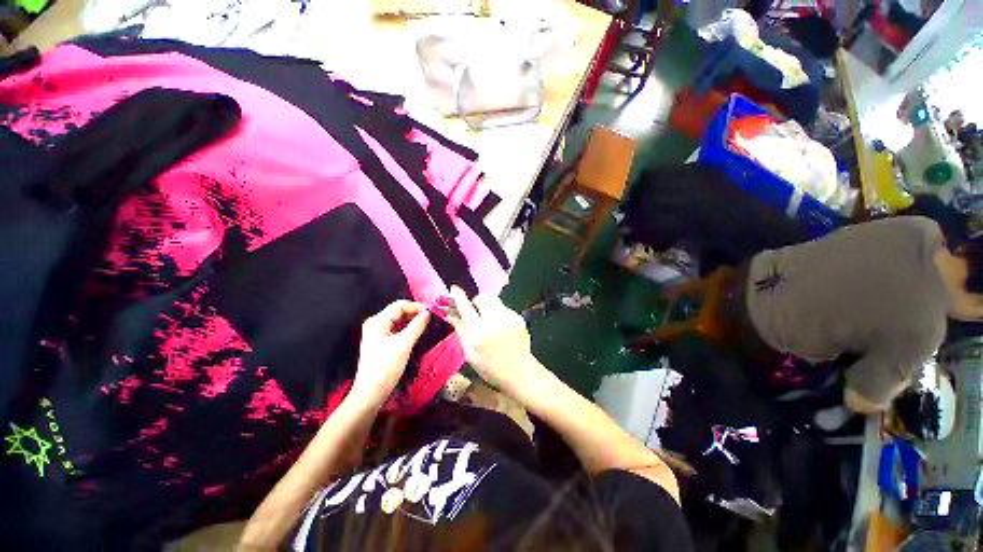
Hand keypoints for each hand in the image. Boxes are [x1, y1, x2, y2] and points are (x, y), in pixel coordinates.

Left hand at [351, 300, 429, 406]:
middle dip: (415, 314)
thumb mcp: (404, 344)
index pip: (399, 305)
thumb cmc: (386, 367)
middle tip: (432, 319)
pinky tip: (419, 334)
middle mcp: (376, 324)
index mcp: (377, 321)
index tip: (431, 312)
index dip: (416, 306)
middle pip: (399, 312)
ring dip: (413, 322)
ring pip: (399, 322)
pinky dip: (409, 330)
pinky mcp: (382, 343)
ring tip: (428, 325)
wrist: (371, 393)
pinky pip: (398, 331)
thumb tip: (428, 313)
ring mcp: (379, 334)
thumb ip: (417, 326)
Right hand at [447, 286, 540, 393]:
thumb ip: (460, 330)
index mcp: (480, 332)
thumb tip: (449, 314)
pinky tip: (498, 326)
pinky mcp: (518, 317)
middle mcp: (495, 320)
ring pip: (494, 300)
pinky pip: (503, 307)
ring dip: (486, 305)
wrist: (520, 372)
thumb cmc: (490, 367)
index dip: (458, 297)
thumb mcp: (470, 353)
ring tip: (485, 319)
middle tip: (472, 311)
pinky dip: (497, 312)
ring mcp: (510, 317)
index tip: (454, 289)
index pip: (466, 307)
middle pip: (483, 298)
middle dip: (475, 301)